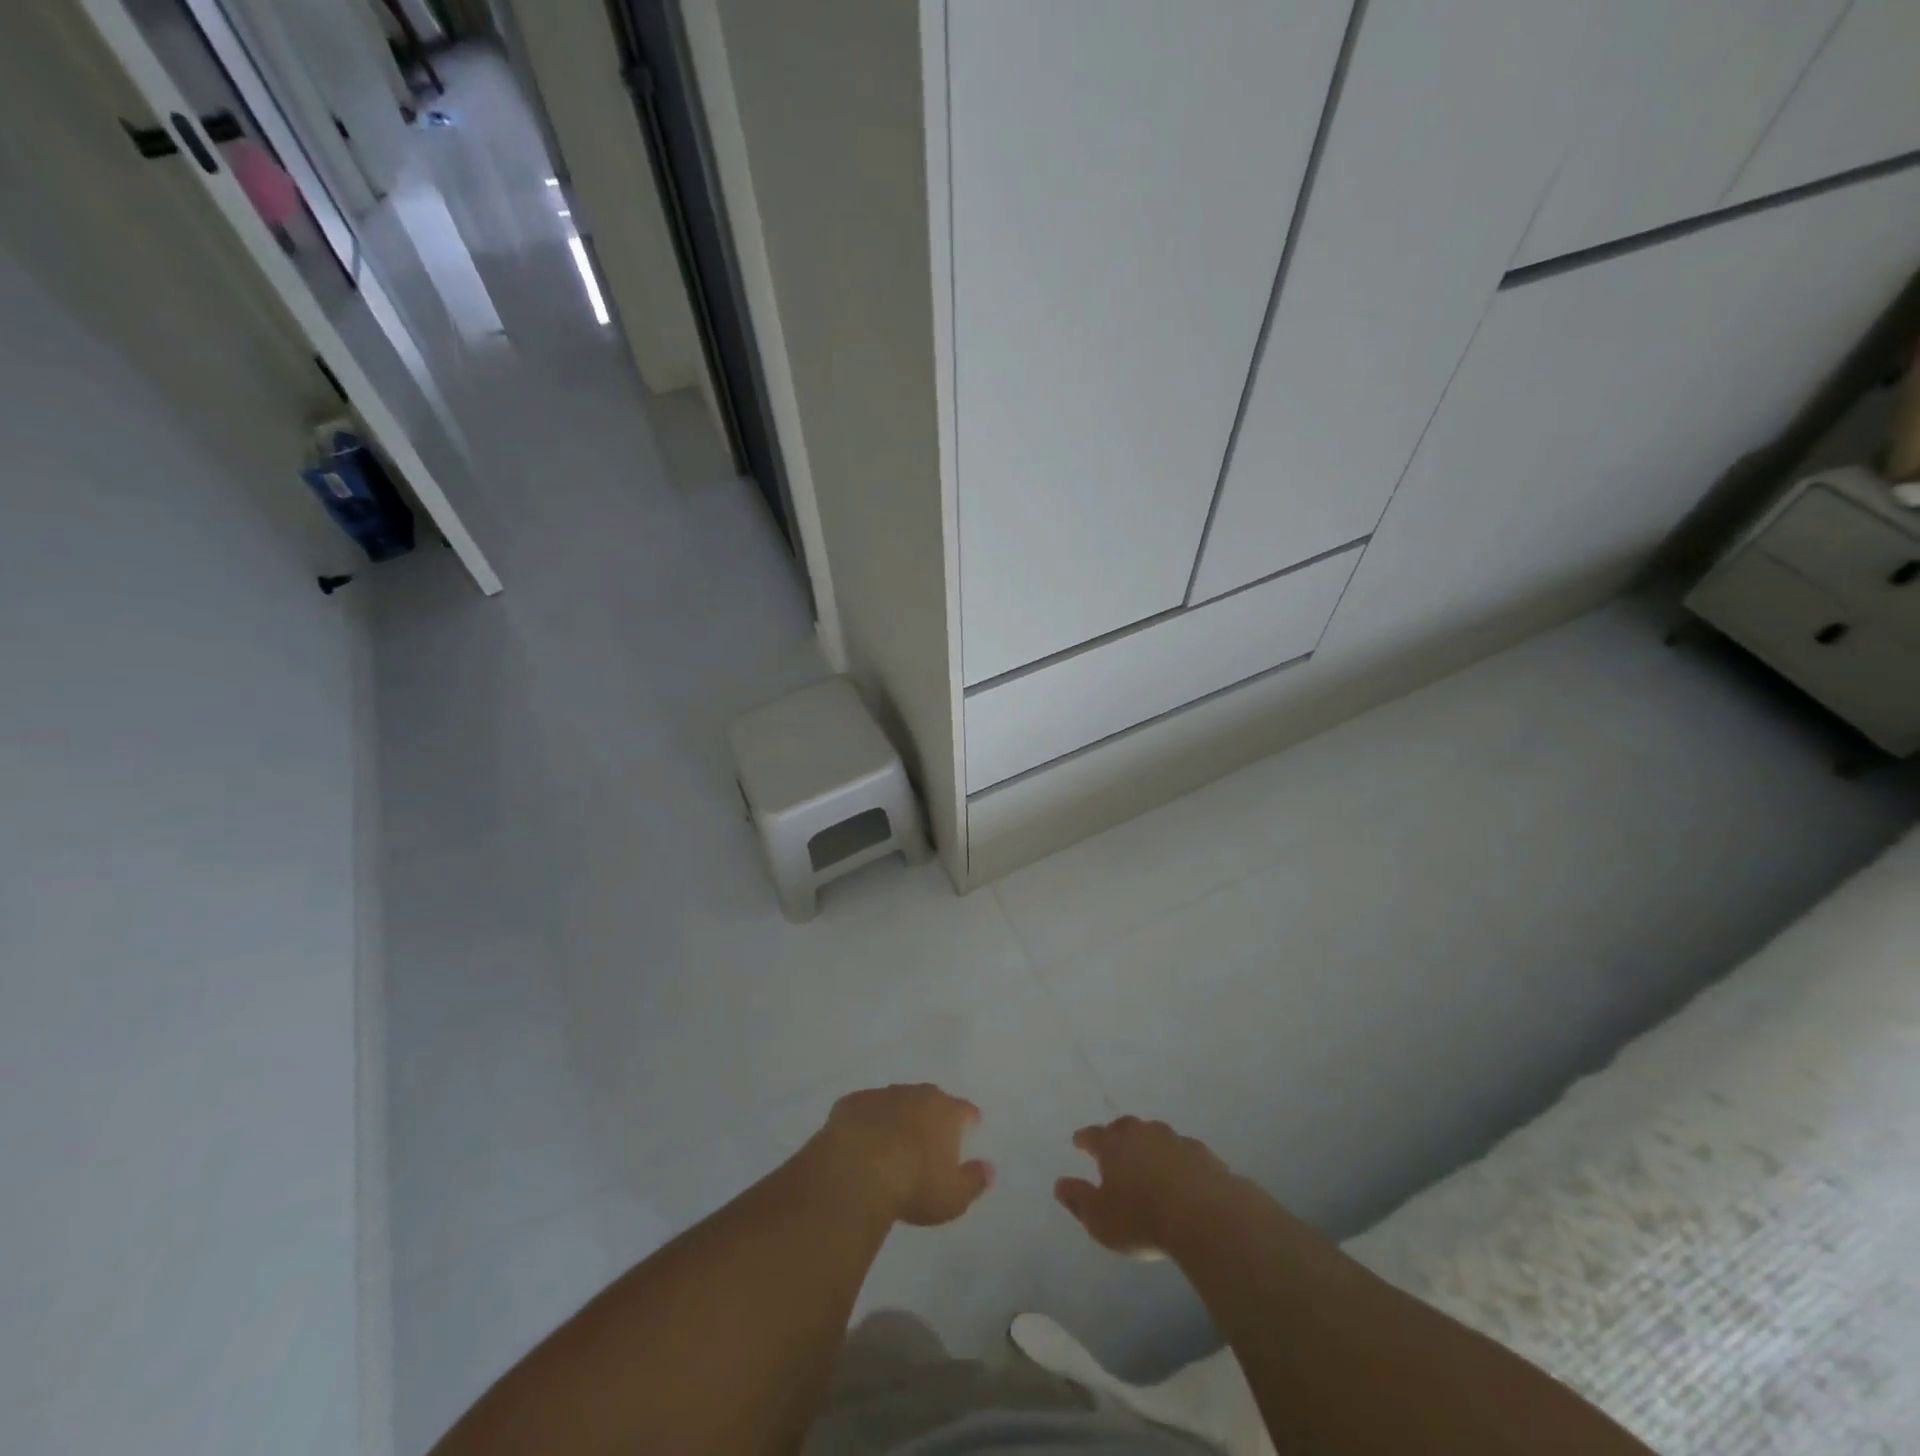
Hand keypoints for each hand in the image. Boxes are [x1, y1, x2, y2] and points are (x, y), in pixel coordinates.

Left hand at [808, 1083, 994, 1226]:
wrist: (856, 1172)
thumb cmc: (913, 1186)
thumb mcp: (953, 1197)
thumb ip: (975, 1180)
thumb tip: (990, 1168)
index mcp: (946, 1112)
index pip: (965, 1110)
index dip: (968, 1119)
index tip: (968, 1128)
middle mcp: (917, 1094)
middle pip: (931, 1099)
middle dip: (932, 1115)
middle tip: (928, 1139)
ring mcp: (882, 1095)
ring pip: (896, 1101)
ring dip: (898, 1116)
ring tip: (893, 1142)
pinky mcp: (852, 1102)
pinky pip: (865, 1109)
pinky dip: (867, 1122)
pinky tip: (861, 1143)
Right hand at [1055, 1116, 1236, 1256]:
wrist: (1205, 1216)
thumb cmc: (1142, 1218)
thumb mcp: (1100, 1219)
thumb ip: (1078, 1200)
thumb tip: (1059, 1184)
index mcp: (1113, 1145)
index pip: (1093, 1135)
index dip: (1084, 1138)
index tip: (1078, 1140)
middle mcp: (1142, 1134)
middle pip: (1126, 1127)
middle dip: (1117, 1134)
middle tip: (1114, 1145)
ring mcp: (1175, 1141)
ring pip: (1156, 1135)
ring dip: (1150, 1144)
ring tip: (1149, 1159)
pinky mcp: (1203, 1155)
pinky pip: (1184, 1152)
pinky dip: (1179, 1159)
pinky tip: (1182, 1174)